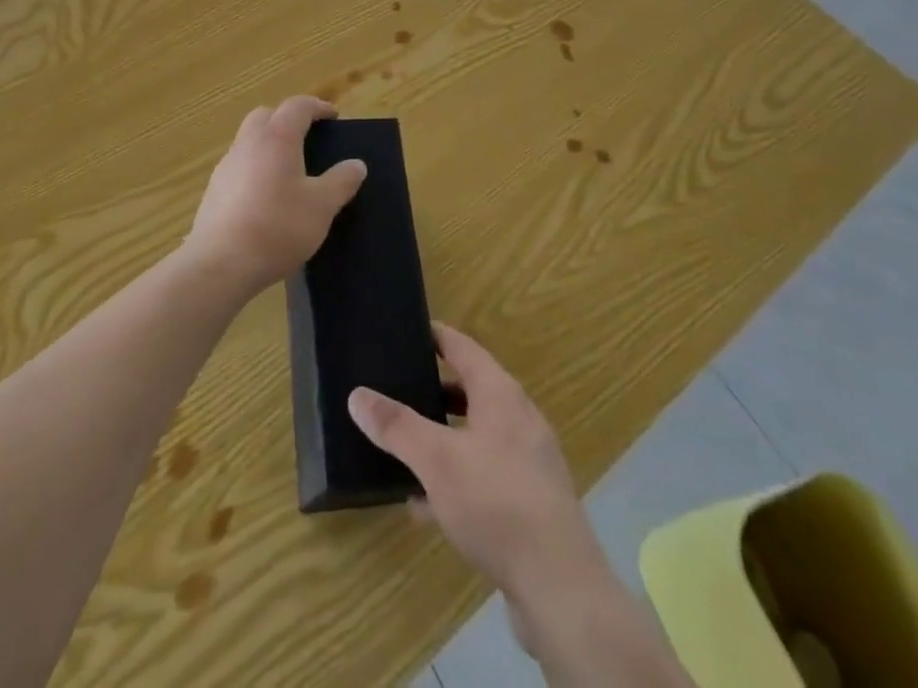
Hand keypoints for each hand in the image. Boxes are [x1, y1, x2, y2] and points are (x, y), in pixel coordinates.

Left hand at [183, 97, 366, 299]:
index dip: (317, 107)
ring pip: (249, 140)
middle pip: (267, 116)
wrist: (220, 264)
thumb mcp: (322, 206)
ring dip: (269, 144)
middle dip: (288, 119)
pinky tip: (266, 196)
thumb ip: (341, 181)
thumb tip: (356, 164)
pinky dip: (255, 168)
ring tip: (290, 169)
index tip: (333, 117)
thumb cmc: (278, 227)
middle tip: (308, 138)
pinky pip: (239, 166)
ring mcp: (226, 166)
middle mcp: (248, 143)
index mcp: (277, 138)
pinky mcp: (214, 190)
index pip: (297, 106)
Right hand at [349, 326, 696, 685]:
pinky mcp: (530, 504)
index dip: (435, 336)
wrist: (560, 588)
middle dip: (433, 390)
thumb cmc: (496, 503)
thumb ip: (397, 426)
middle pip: (470, 390)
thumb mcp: (436, 460)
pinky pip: (484, 477)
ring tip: (402, 445)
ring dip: (441, 438)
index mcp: (501, 395)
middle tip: (395, 386)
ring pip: (475, 436)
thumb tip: (357, 395)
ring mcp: (528, 463)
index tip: (406, 329)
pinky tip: (424, 505)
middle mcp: (519, 420)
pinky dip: (455, 479)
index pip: (463, 348)